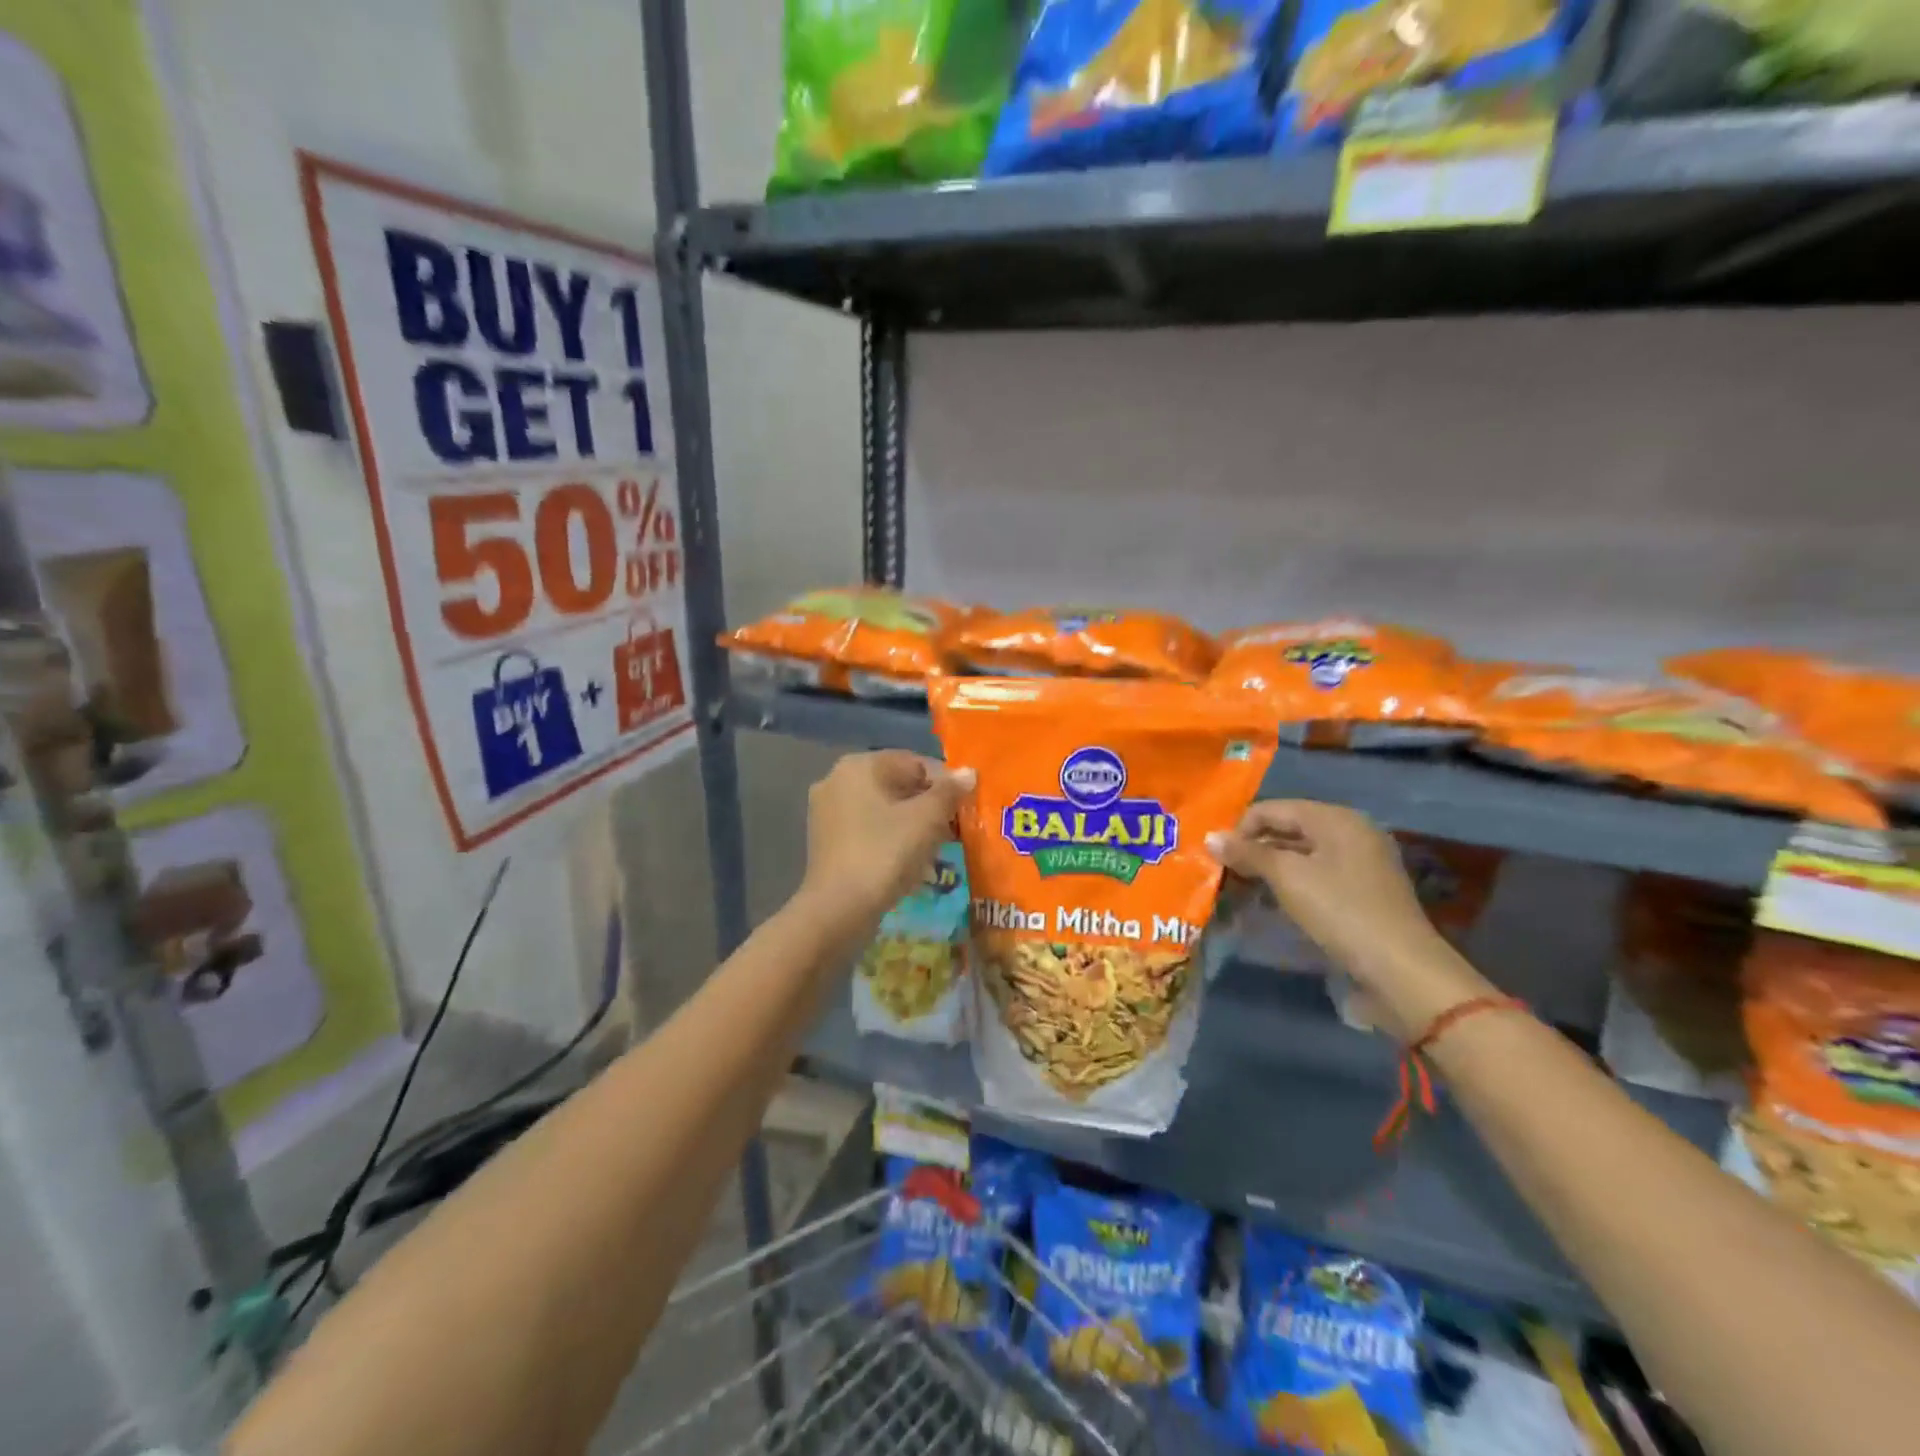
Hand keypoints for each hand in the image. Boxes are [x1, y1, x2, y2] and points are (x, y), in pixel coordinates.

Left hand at [801, 751, 973, 927]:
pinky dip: (890, 839)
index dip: (945, 784)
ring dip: (911, 824)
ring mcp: (827, 811)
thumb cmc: (885, 853)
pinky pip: (868, 830)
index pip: (915, 762)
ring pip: (883, 809)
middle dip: (928, 805)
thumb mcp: (927, 819)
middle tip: (954, 830)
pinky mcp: (827, 841)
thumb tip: (968, 772)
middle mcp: (837, 780)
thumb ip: (950, 791)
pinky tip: (909, 862)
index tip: (965, 808)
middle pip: (897, 784)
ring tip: (935, 848)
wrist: (839, 909)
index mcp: (859, 765)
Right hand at [1207, 801, 1492, 1038]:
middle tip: (1224, 872)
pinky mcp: (1363, 893)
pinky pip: (1316, 876)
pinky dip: (1291, 884)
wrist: (1399, 970)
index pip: (1274, 809)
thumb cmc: (1340, 911)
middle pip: (1289, 829)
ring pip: (1302, 855)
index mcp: (1336, 818)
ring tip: (1242, 887)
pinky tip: (1272, 902)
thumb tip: (1209, 837)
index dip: (1241, 828)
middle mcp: (1352, 832)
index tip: (1216, 856)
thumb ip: (1248, 853)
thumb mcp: (1287, 877)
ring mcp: (1361, 863)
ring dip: (1270, 868)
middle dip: (1254, 848)